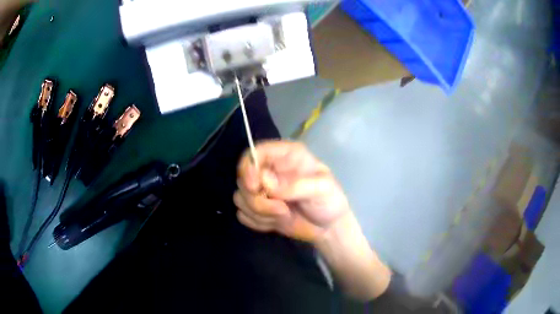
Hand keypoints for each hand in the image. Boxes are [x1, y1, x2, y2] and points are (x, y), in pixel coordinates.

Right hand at [234, 141, 350, 242]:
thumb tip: (265, 182)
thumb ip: (294, 185)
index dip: (248, 167)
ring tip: (283, 216)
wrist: (328, 228)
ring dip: (259, 212)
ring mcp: (263, 191)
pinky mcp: (259, 209)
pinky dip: (257, 222)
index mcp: (286, 156)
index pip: (256, 152)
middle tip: (282, 210)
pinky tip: (275, 223)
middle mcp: (270, 170)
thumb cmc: (329, 201)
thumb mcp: (321, 189)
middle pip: (243, 178)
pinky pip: (242, 214)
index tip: (254, 187)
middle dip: (258, 199)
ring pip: (240, 198)